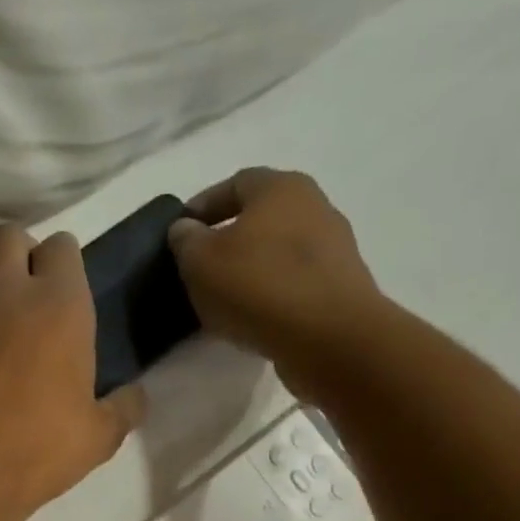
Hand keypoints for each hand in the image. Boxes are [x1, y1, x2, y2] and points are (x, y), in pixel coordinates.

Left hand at [0, 225, 144, 520]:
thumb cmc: (37, 448)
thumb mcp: (98, 436)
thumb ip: (123, 408)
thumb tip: (135, 396)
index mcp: (59, 304)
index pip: (62, 246)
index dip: (65, 262)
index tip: (66, 289)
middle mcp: (6, 291)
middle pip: (7, 235)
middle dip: (18, 251)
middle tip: (25, 289)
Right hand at [167, 168, 386, 399]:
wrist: (328, 337)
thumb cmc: (258, 286)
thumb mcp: (200, 262)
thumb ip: (186, 240)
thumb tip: (186, 228)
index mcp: (280, 188)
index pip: (234, 184)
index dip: (203, 206)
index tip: (180, 232)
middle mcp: (314, 206)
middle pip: (261, 216)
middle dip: (228, 237)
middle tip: (199, 265)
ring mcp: (333, 246)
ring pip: (278, 249)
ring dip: (250, 267)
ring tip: (222, 296)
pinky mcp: (340, 284)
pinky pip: (293, 280)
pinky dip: (270, 291)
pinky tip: (252, 314)